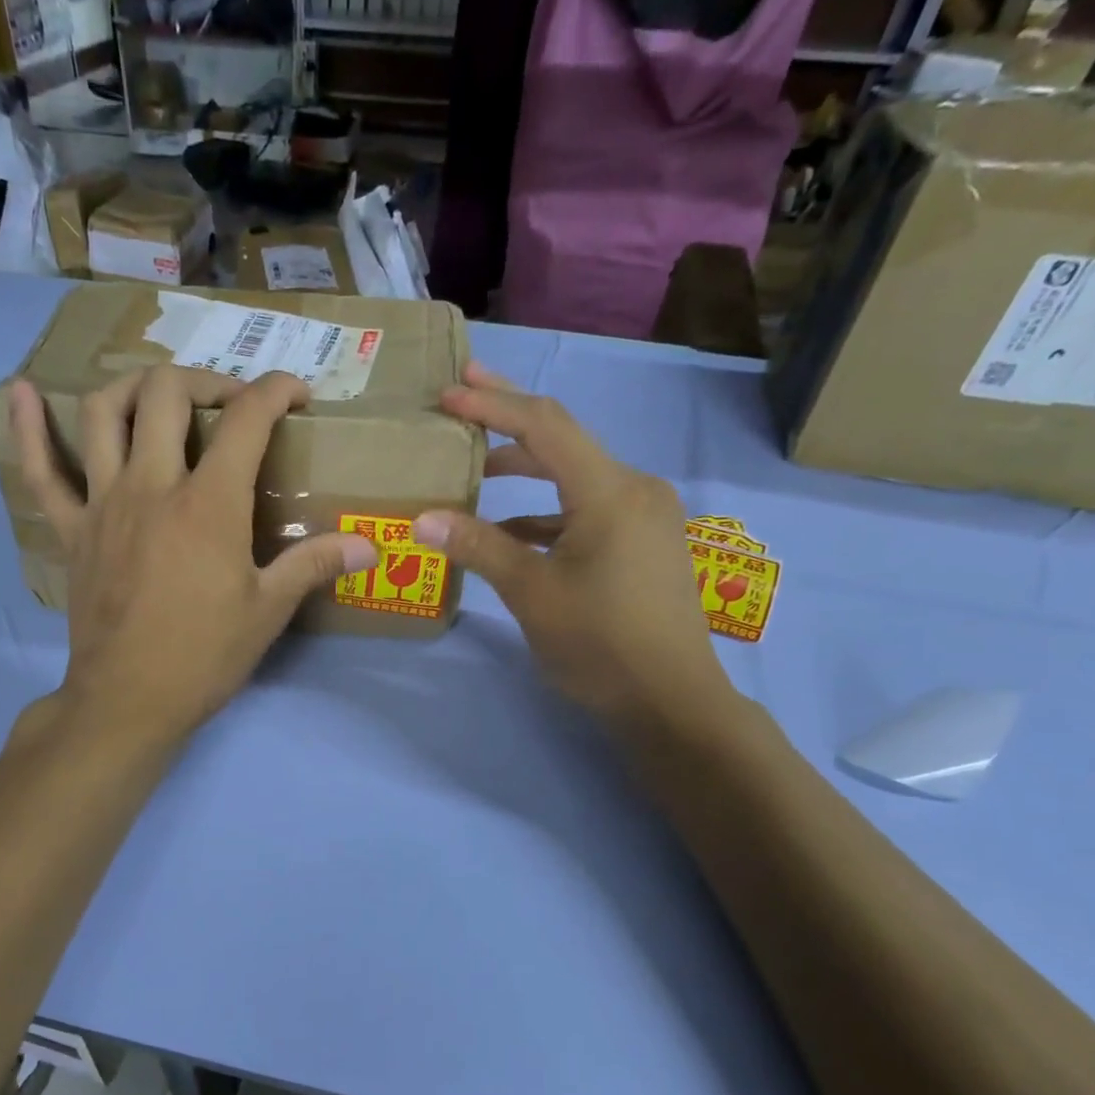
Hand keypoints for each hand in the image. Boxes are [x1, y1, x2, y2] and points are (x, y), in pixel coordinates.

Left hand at [10, 365, 377, 747]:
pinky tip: (21, 392)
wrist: (129, 700)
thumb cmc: (205, 655)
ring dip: (133, 387)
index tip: (298, 395)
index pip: (245, 419)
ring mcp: (103, 503)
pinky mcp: (71, 529)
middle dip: (205, 381)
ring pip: (103, 412)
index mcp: (208, 504)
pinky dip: (28, 429)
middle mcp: (152, 485)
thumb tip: (372, 547)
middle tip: (229, 405)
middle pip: (166, 393)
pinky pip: (41, 470)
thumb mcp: (268, 611)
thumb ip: (316, 564)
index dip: (276, 391)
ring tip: (158, 397)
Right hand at [410, 364, 733, 732]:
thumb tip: (422, 519)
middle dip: (509, 420)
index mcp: (610, 490)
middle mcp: (635, 488)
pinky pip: (589, 510)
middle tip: (462, 397)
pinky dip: (548, 513)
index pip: (544, 426)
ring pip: (575, 478)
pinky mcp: (645, 542)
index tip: (448, 393)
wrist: (671, 701)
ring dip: (526, 473)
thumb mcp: (531, 592)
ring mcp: (645, 516)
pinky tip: (513, 532)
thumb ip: (479, 547)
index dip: (493, 404)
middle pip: (563, 441)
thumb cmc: (600, 643)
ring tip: (477, 471)